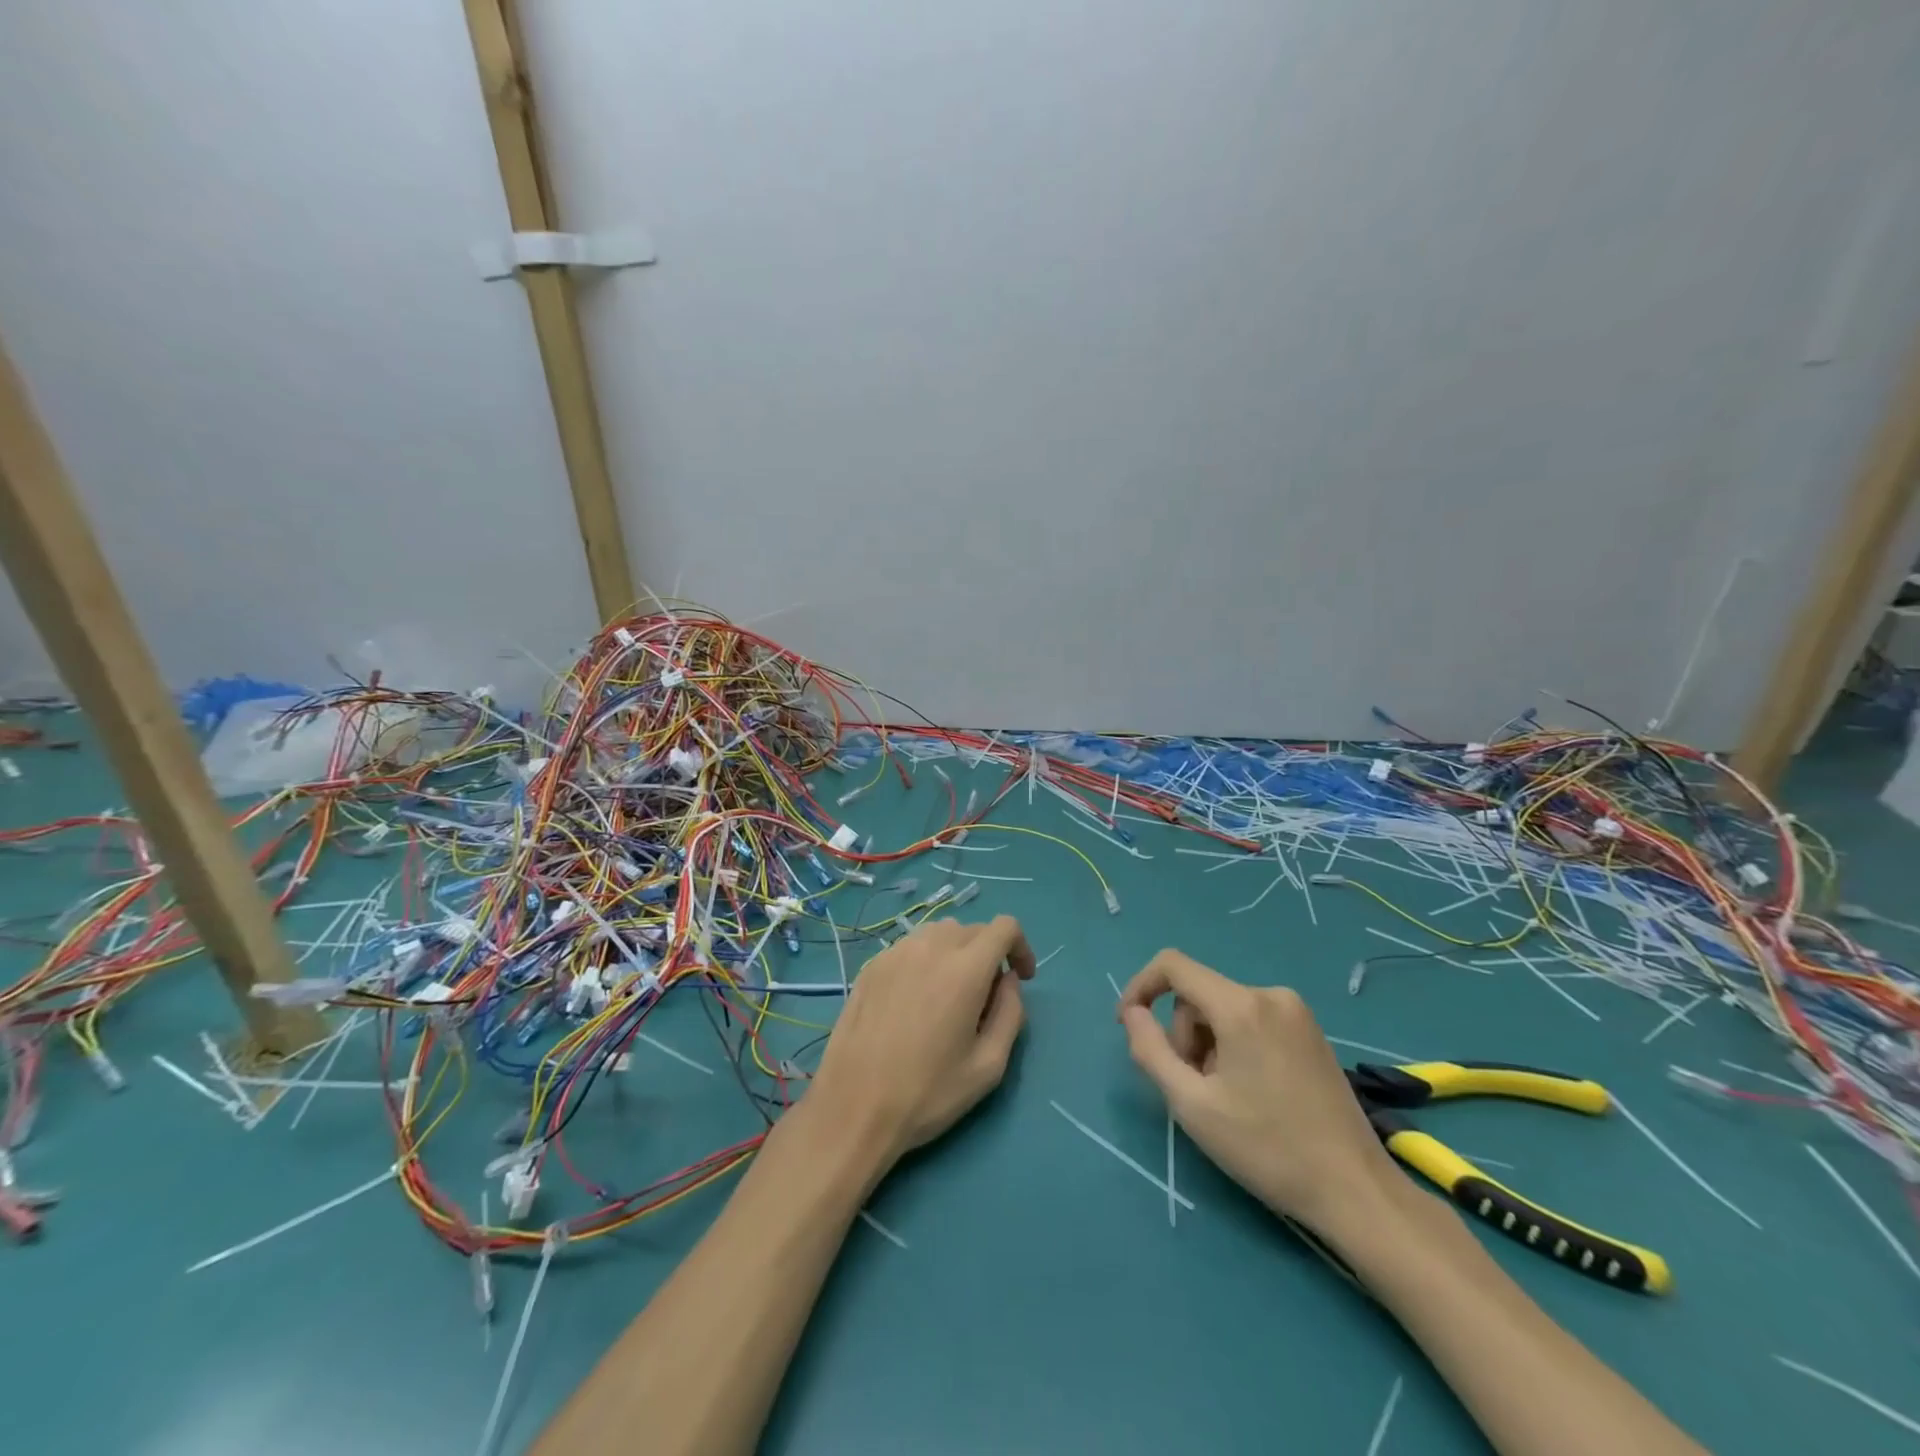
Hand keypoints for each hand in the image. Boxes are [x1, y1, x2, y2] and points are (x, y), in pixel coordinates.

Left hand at [809, 915, 1035, 1170]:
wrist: (853, 1108)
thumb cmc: (928, 1093)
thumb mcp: (989, 1066)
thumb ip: (1011, 1013)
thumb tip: (1009, 981)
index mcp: (965, 969)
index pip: (1004, 927)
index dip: (1020, 947)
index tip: (1020, 979)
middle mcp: (931, 947)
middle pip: (973, 929)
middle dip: (989, 954)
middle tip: (985, 999)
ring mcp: (896, 952)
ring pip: (939, 934)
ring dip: (956, 953)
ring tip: (949, 996)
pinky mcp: (871, 965)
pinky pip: (910, 948)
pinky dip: (925, 961)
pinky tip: (915, 1001)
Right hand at [1116, 948, 1400, 1230]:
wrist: (1356, 1191)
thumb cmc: (1268, 1149)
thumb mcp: (1192, 1105)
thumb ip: (1151, 1050)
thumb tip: (1131, 1013)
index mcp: (1241, 1006)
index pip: (1173, 965)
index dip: (1141, 986)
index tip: (1129, 1026)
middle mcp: (1270, 995)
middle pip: (1199, 995)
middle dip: (1183, 1035)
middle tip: (1192, 1088)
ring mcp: (1296, 1012)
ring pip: (1223, 1010)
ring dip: (1207, 1045)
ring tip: (1223, 1097)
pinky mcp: (1310, 1032)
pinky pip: (1251, 1020)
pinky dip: (1234, 1046)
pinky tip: (1250, 1092)